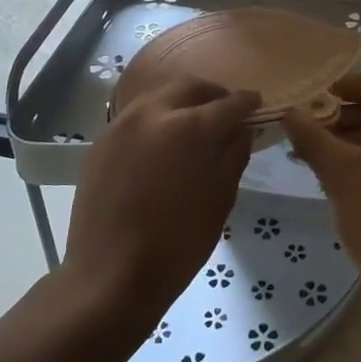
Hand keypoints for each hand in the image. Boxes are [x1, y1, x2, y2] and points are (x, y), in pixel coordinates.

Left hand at [62, 76, 260, 334]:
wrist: (111, 274)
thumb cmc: (178, 242)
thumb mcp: (221, 198)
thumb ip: (234, 153)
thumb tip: (241, 129)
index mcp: (191, 126)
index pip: (229, 102)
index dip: (247, 103)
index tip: (257, 105)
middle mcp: (155, 112)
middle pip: (190, 87)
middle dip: (212, 94)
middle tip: (226, 111)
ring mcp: (123, 123)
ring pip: (160, 96)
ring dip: (182, 102)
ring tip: (194, 124)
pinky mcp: (103, 140)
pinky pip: (137, 116)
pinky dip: (157, 118)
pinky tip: (164, 143)